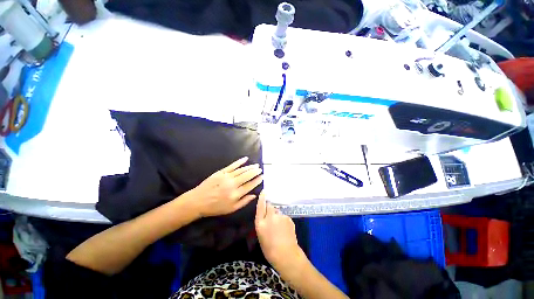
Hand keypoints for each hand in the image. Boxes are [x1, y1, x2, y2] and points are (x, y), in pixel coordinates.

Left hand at [189, 157, 262, 217]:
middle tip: (260, 169)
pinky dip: (239, 162)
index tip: (262, 177)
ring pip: (241, 170)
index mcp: (235, 194)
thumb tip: (254, 195)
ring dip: (250, 167)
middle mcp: (232, 184)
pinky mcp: (221, 172)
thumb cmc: (215, 207)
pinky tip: (245, 159)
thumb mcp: (231, 209)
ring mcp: (226, 177)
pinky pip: (232, 165)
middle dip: (255, 172)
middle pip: (247, 176)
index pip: (250, 185)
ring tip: (256, 165)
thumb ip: (244, 202)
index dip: (257, 180)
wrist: (198, 201)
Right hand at [255, 192, 303, 270]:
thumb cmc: (269, 248)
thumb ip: (262, 222)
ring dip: (277, 216)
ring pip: (277, 211)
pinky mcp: (288, 218)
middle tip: (271, 218)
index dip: (262, 198)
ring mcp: (280, 216)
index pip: (260, 206)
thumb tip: (265, 214)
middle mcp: (270, 216)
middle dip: (270, 209)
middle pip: (270, 206)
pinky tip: (284, 229)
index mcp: (260, 222)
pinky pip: (284, 216)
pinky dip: (283, 220)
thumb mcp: (261, 234)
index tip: (264, 191)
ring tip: (279, 227)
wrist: (286, 254)